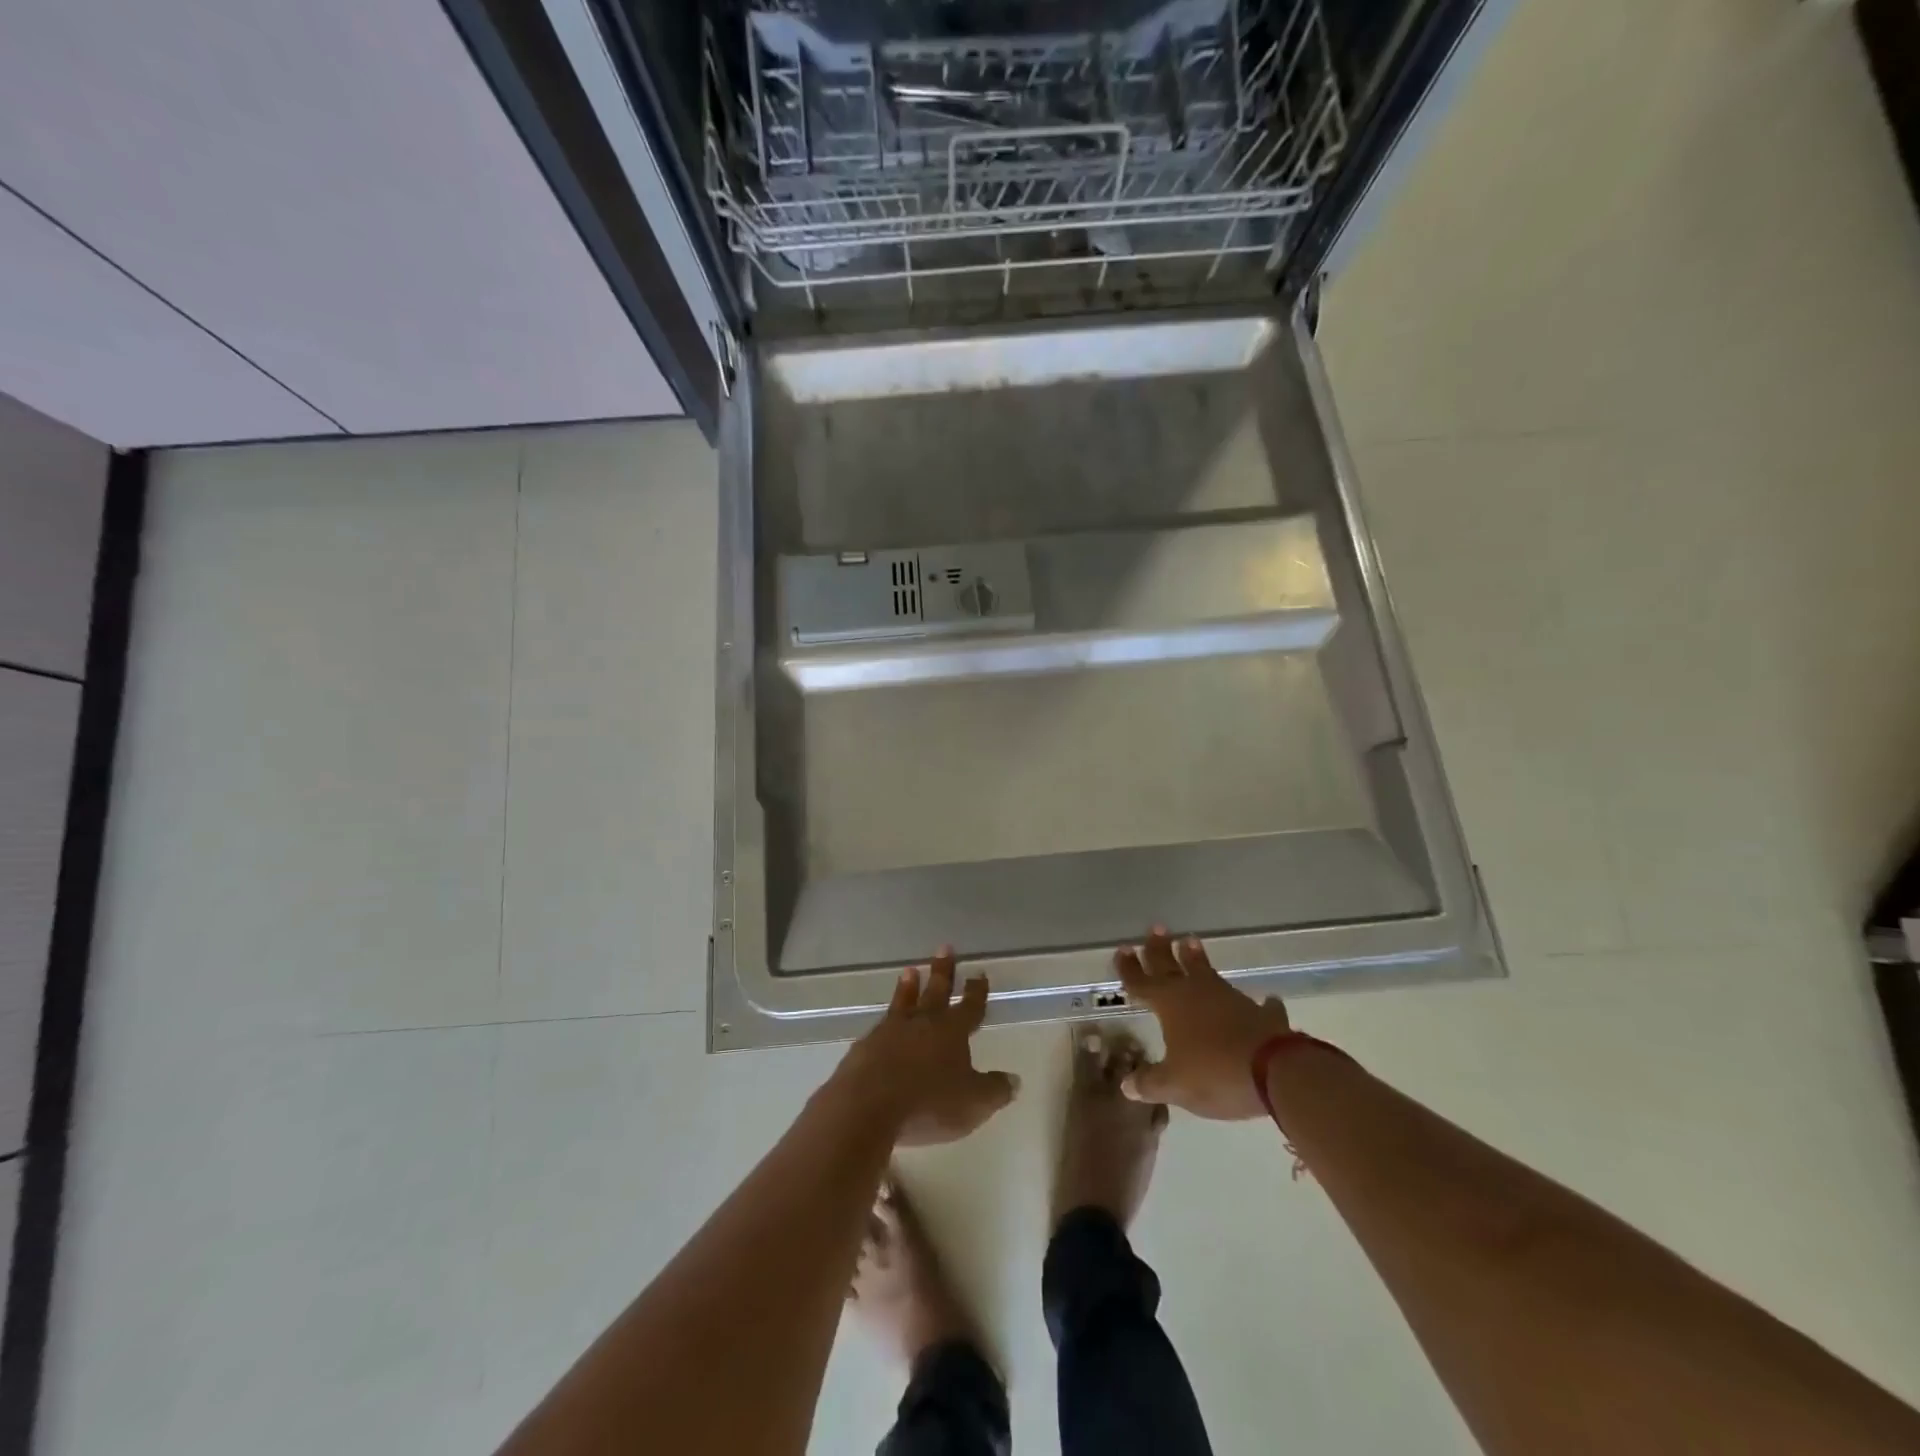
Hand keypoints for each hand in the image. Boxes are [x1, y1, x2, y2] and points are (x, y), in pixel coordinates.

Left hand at [837, 948, 1019, 1146]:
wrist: (868, 1105)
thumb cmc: (929, 1101)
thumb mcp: (973, 1102)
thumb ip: (995, 1090)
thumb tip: (1013, 1080)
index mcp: (952, 1031)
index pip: (969, 1006)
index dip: (976, 991)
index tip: (979, 972)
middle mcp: (922, 1023)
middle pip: (935, 992)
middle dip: (943, 971)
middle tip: (944, 947)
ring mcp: (890, 1032)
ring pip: (903, 1003)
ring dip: (908, 987)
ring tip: (909, 970)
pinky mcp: (865, 1048)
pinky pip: (880, 1028)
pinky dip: (885, 1021)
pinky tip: (881, 1025)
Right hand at [1116, 928, 1292, 1120]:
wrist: (1275, 1072)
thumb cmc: (1215, 1073)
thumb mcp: (1175, 1085)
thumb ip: (1150, 1083)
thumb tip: (1127, 1085)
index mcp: (1170, 1004)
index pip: (1142, 982)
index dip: (1130, 968)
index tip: (1122, 950)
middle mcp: (1197, 993)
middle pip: (1172, 966)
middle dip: (1161, 950)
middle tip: (1156, 929)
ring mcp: (1230, 1000)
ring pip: (1208, 973)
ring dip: (1197, 959)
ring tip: (1191, 941)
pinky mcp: (1260, 1014)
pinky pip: (1257, 1005)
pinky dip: (1258, 1003)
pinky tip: (1265, 1000)